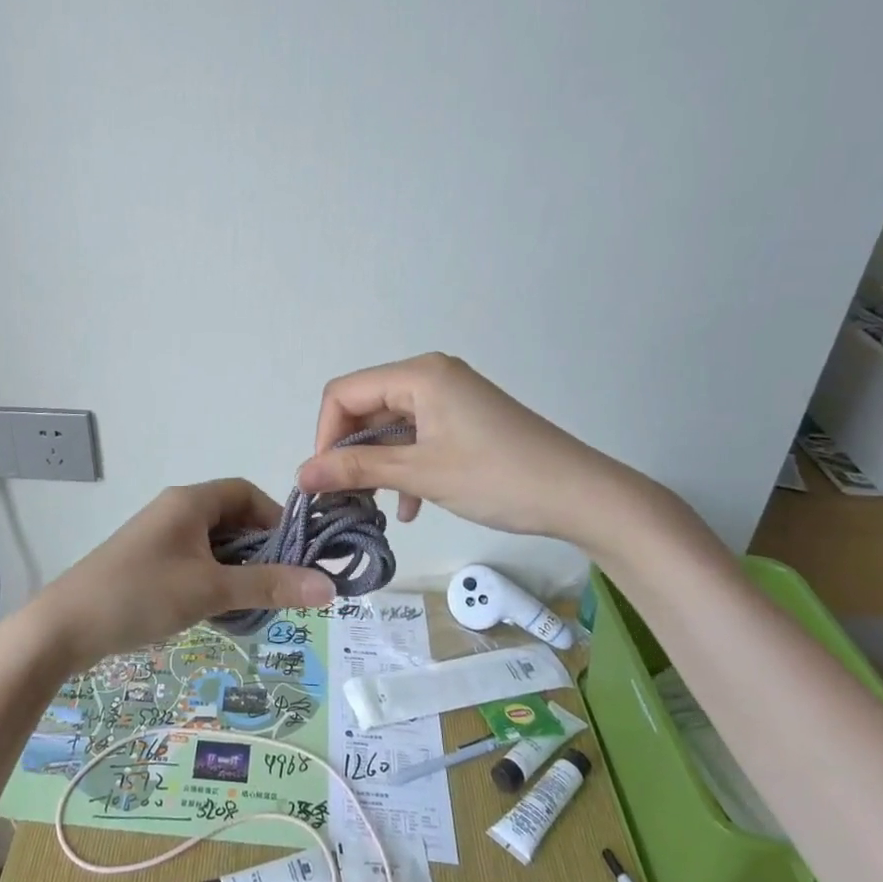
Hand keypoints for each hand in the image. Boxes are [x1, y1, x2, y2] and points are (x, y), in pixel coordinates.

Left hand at [27, 479, 335, 670]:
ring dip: (236, 570)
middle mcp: (175, 510)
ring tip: (253, 605)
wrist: (63, 627)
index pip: (245, 493)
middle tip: (280, 587)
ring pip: (213, 544)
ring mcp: (158, 537)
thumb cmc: (141, 595)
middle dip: (259, 551)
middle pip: (231, 519)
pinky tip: (219, 612)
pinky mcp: (147, 562)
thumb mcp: (210, 591)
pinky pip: (193, 561)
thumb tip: (329, 586)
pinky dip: (213, 580)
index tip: (294, 557)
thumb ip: (268, 586)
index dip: (274, 520)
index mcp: (190, 501)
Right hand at [295, 353, 673, 555]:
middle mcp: (430, 376)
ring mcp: (450, 397)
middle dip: (350, 452)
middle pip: (366, 407)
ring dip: (376, 463)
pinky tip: (408, 506)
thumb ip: (357, 470)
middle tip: (342, 496)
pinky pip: (417, 436)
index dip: (325, 435)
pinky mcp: (464, 419)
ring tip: (371, 506)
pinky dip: (405, 466)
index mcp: (418, 375)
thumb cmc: (498, 478)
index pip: (344, 393)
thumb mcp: (421, 474)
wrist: (582, 496)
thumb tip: (300, 475)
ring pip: (390, 426)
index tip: (323, 479)